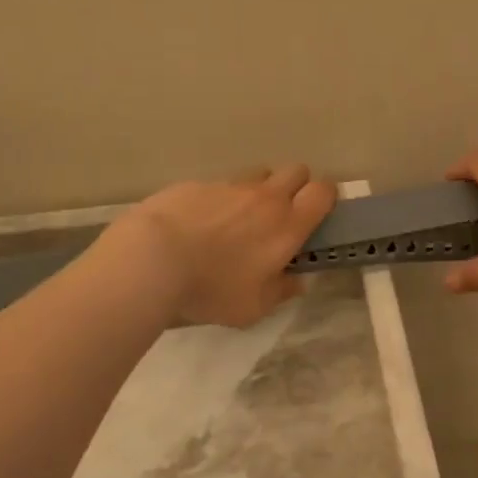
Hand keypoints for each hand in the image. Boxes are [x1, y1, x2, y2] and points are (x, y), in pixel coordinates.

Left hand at [108, 165, 336, 327]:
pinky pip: (219, 185)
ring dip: (257, 190)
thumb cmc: (212, 288)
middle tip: (281, 215)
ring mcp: (229, 185)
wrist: (151, 260)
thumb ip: (281, 291)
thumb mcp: (253, 307)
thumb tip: (296, 280)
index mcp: (287, 225)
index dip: (326, 197)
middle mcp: (264, 197)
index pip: (323, 191)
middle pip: (296, 170)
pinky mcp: (196, 183)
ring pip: (257, 174)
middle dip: (296, 186)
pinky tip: (198, 224)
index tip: (317, 214)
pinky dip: (218, 200)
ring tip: (237, 219)